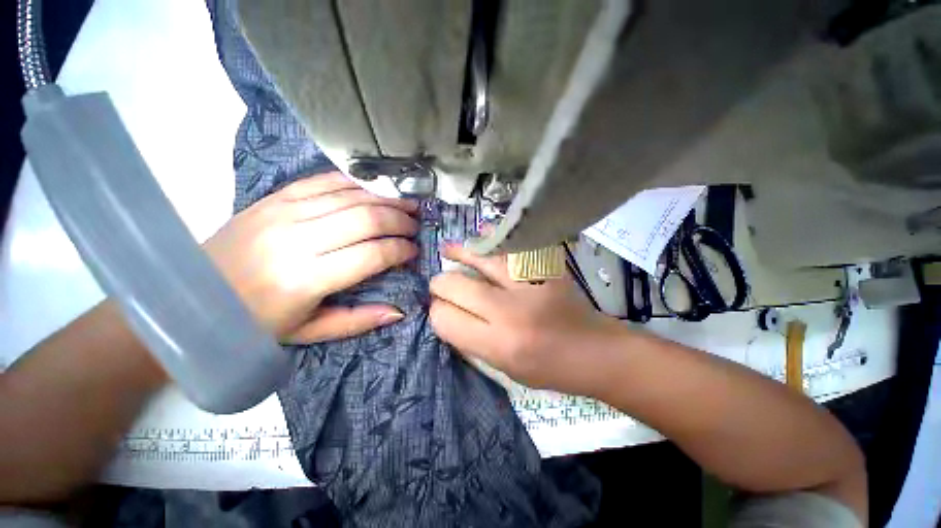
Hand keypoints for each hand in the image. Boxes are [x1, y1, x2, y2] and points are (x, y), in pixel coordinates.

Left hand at [204, 172, 418, 342]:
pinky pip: (325, 181)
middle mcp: (297, 239)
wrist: (192, 293)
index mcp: (305, 279)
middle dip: (400, 220)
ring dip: (386, 198)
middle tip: (415, 225)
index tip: (413, 251)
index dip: (401, 250)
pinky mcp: (275, 197)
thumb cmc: (253, 321)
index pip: (372, 254)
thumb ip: (358, 320)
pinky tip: (375, 190)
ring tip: (407, 205)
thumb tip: (399, 311)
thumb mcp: (309, 331)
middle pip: (366, 218)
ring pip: (351, 195)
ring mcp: (283, 211)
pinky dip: (357, 183)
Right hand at [429, 244, 619, 394]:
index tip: (440, 309)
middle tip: (442, 284)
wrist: (594, 350)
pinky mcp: (544, 268)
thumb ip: (470, 340)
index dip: (437, 312)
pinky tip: (480, 235)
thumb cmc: (548, 368)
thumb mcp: (502, 367)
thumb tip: (444, 312)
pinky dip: (491, 240)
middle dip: (440, 284)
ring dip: (459, 253)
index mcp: (499, 344)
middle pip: (455, 285)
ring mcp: (529, 284)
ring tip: (447, 250)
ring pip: (479, 259)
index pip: (446, 319)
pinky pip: (510, 247)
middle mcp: (510, 312)